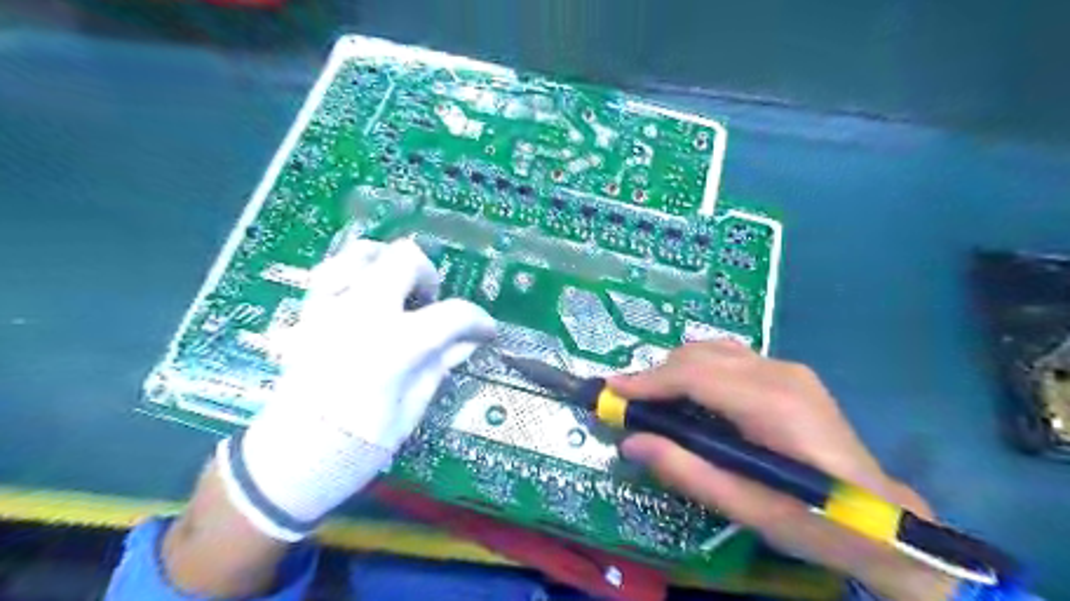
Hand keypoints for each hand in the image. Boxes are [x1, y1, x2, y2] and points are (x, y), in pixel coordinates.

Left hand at [218, 237, 501, 541]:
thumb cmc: (356, 447)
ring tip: (399, 291)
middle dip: (429, 277)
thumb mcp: (411, 411)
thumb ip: (439, 366)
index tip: (486, 331)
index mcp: (395, 345)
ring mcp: (330, 309)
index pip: (452, 315)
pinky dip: (354, 273)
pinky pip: (330, 272)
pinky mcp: (307, 315)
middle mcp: (362, 314)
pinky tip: (365, 295)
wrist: (287, 465)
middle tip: (432, 305)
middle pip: (405, 260)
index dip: (478, 320)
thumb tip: (467, 341)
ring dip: (389, 265)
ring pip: (363, 253)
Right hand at [614, 340, 957, 599]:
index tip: (611, 391)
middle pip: (700, 356)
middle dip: (656, 375)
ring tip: (653, 399)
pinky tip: (689, 394)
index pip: (695, 375)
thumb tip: (631, 442)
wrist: (883, 519)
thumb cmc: (815, 521)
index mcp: (773, 405)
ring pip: (712, 350)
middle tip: (626, 402)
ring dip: (675, 369)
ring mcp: (787, 368)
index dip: (648, 381)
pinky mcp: (788, 373)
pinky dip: (698, 369)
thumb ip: (685, 470)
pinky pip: (729, 357)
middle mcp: (780, 373)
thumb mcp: (745, 507)